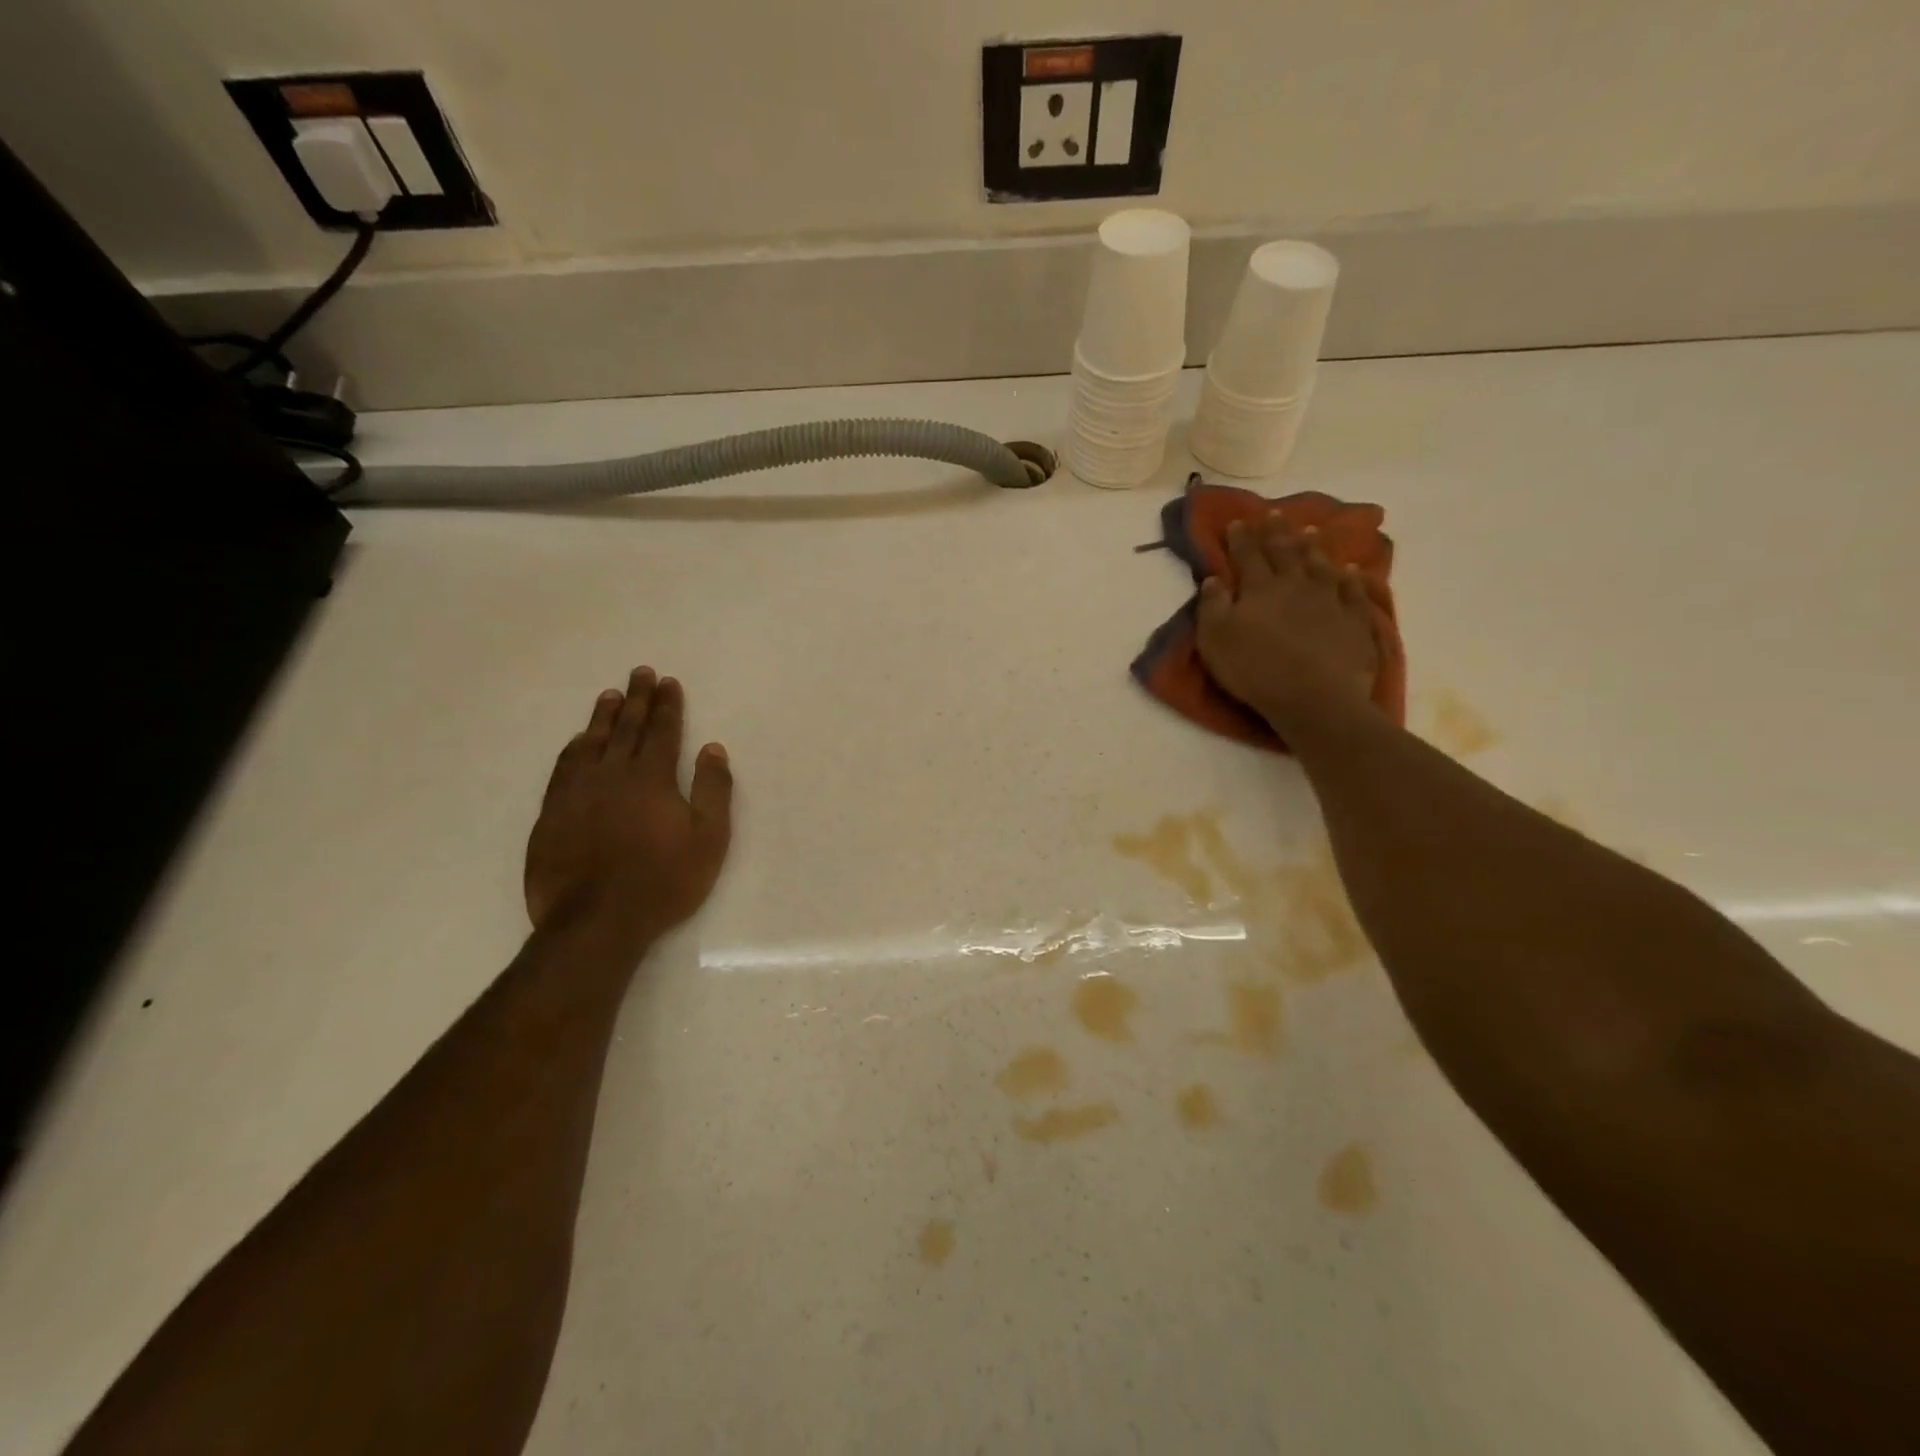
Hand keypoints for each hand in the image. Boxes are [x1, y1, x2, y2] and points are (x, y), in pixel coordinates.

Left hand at [525, 668, 732, 957]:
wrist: (597, 920)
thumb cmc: (664, 880)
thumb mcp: (708, 839)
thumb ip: (712, 790)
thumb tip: (713, 749)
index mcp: (652, 779)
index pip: (662, 732)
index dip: (667, 705)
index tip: (668, 682)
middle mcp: (612, 775)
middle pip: (626, 728)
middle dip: (637, 699)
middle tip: (640, 673)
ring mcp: (577, 793)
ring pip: (591, 743)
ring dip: (603, 717)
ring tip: (610, 695)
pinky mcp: (552, 814)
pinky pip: (564, 768)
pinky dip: (574, 748)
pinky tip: (578, 741)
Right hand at [1196, 518, 1381, 735]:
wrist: (1314, 696)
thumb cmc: (1255, 668)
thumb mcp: (1215, 639)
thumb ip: (1211, 606)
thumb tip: (1213, 579)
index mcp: (1260, 588)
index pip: (1248, 555)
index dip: (1241, 537)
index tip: (1238, 521)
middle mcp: (1296, 584)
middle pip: (1285, 551)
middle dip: (1277, 532)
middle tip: (1274, 514)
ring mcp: (1330, 600)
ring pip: (1321, 564)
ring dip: (1313, 546)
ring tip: (1310, 530)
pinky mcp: (1355, 620)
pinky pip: (1354, 591)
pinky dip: (1352, 577)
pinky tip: (1351, 568)